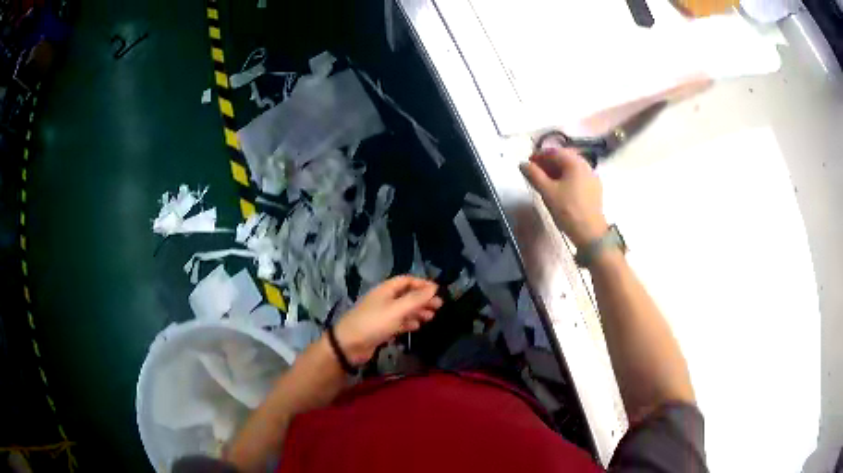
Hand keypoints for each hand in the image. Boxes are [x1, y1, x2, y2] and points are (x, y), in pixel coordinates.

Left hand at [333, 276, 442, 365]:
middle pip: (406, 295)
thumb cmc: (374, 323)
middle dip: (422, 300)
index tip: (437, 291)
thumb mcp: (397, 309)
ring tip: (431, 317)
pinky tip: (417, 327)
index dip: (422, 284)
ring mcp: (382, 315)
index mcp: (386, 290)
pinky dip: (408, 323)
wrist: (349, 345)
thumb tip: (434, 288)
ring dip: (417, 312)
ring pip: (403, 310)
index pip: (406, 281)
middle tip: (439, 307)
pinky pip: (398, 322)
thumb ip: (416, 299)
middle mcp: (384, 300)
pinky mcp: (380, 328)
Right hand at [520, 148, 607, 248]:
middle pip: (564, 158)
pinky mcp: (594, 190)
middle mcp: (586, 166)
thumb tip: (523, 164)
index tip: (528, 163)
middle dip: (548, 162)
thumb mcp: (547, 192)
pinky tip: (560, 189)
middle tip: (535, 171)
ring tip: (545, 181)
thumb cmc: (567, 210)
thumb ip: (534, 175)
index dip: (539, 155)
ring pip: (572, 168)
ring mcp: (592, 178)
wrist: (590, 233)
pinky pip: (578, 177)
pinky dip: (566, 178)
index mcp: (575, 163)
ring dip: (557, 170)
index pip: (554, 152)